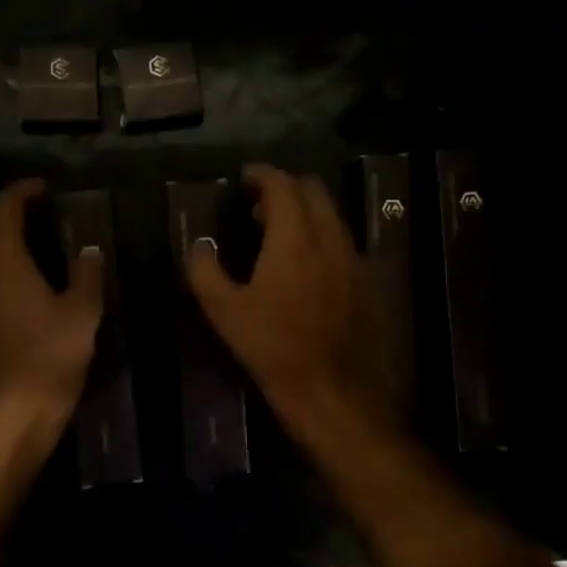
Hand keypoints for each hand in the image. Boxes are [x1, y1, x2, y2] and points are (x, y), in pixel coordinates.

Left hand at [0, 179, 103, 426]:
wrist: (8, 413)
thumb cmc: (49, 357)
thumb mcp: (82, 314)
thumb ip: (87, 274)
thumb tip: (90, 251)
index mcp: (0, 256)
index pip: (3, 206)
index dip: (22, 191)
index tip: (43, 190)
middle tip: (22, 210)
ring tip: (17, 243)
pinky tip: (7, 282)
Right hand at [185, 164, 391, 443]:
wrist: (333, 392)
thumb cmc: (273, 349)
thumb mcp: (224, 312)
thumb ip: (205, 271)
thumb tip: (198, 246)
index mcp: (294, 238)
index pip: (282, 185)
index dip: (261, 175)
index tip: (243, 179)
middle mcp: (330, 238)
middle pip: (314, 190)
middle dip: (286, 188)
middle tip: (258, 208)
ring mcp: (354, 259)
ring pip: (332, 215)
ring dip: (306, 212)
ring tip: (278, 235)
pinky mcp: (367, 282)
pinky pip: (343, 242)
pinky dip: (322, 237)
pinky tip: (306, 266)